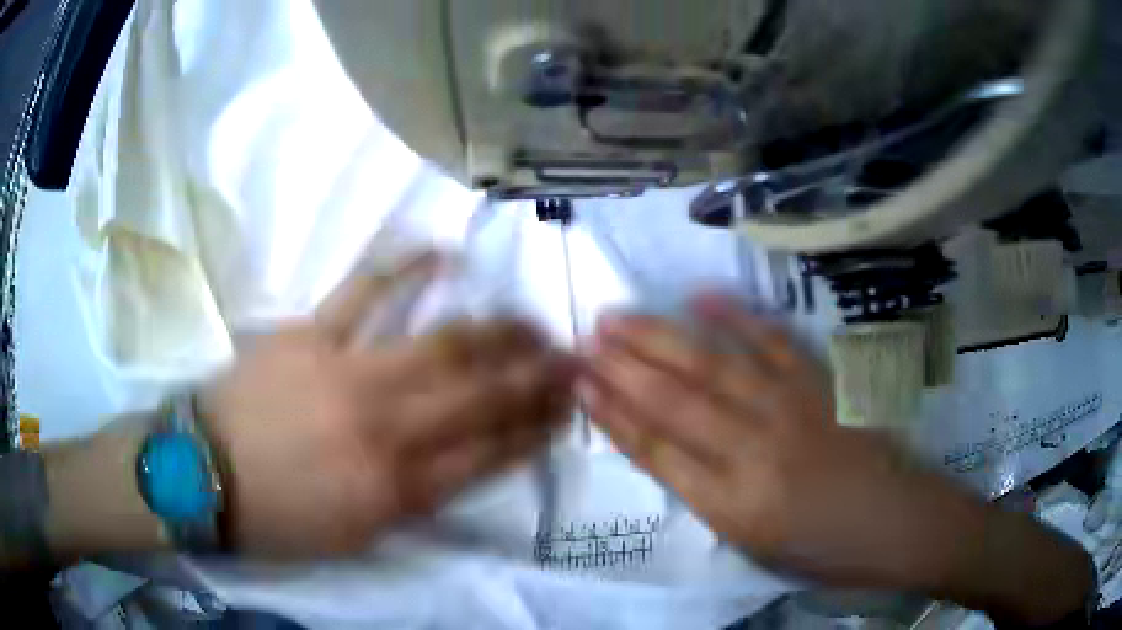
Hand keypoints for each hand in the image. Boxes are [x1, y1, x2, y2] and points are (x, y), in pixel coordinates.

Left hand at [200, 255, 573, 556]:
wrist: (203, 476)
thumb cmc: (279, 518)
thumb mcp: (357, 535)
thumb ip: (413, 502)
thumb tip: (456, 466)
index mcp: (398, 489)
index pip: (489, 454)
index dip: (534, 430)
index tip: (564, 409)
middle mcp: (388, 430)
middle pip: (480, 396)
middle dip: (534, 376)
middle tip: (567, 357)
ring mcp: (350, 374)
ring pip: (442, 346)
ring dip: (495, 332)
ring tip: (527, 320)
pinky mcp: (312, 335)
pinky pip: (365, 292)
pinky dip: (405, 267)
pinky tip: (442, 252)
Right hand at [582, 296, 1092, 623]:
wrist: (901, 523)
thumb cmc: (826, 551)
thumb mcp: (755, 546)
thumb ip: (709, 499)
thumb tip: (670, 452)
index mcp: (733, 505)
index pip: (656, 452)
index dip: (612, 416)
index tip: (578, 384)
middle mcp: (755, 451)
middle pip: (675, 401)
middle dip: (622, 367)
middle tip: (583, 334)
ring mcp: (792, 409)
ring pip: (713, 365)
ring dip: (660, 338)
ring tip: (619, 315)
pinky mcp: (822, 384)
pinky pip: (774, 341)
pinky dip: (737, 315)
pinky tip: (703, 295)